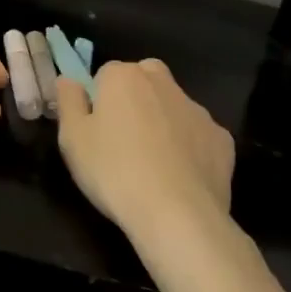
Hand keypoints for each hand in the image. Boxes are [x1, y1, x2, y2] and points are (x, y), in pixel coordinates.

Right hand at [54, 59, 234, 240]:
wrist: (178, 217)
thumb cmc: (114, 172)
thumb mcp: (72, 139)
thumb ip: (68, 101)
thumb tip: (69, 80)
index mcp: (124, 77)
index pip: (105, 74)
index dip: (99, 100)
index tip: (96, 130)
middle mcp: (163, 83)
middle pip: (144, 79)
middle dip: (135, 99)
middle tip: (124, 139)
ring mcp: (197, 110)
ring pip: (173, 106)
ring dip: (163, 122)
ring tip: (153, 164)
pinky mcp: (222, 139)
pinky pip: (198, 135)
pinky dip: (190, 148)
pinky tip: (181, 177)